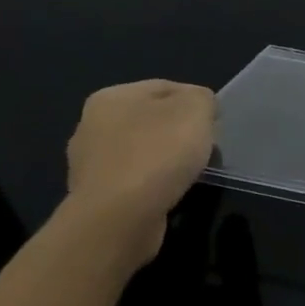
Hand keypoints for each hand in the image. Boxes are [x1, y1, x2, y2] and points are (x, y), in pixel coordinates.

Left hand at [65, 80, 218, 263]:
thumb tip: (199, 108)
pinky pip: (134, 181)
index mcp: (110, 97)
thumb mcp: (195, 109)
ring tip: (189, 174)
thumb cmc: (158, 153)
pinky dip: (153, 184)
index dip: (197, 102)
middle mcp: (91, 126)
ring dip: (166, 160)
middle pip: (152, 120)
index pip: (166, 87)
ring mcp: (89, 165)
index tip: (215, 124)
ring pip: (143, 152)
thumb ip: (202, 99)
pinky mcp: (95, 197)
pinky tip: (169, 193)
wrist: (120, 218)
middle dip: (180, 132)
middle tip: (205, 148)